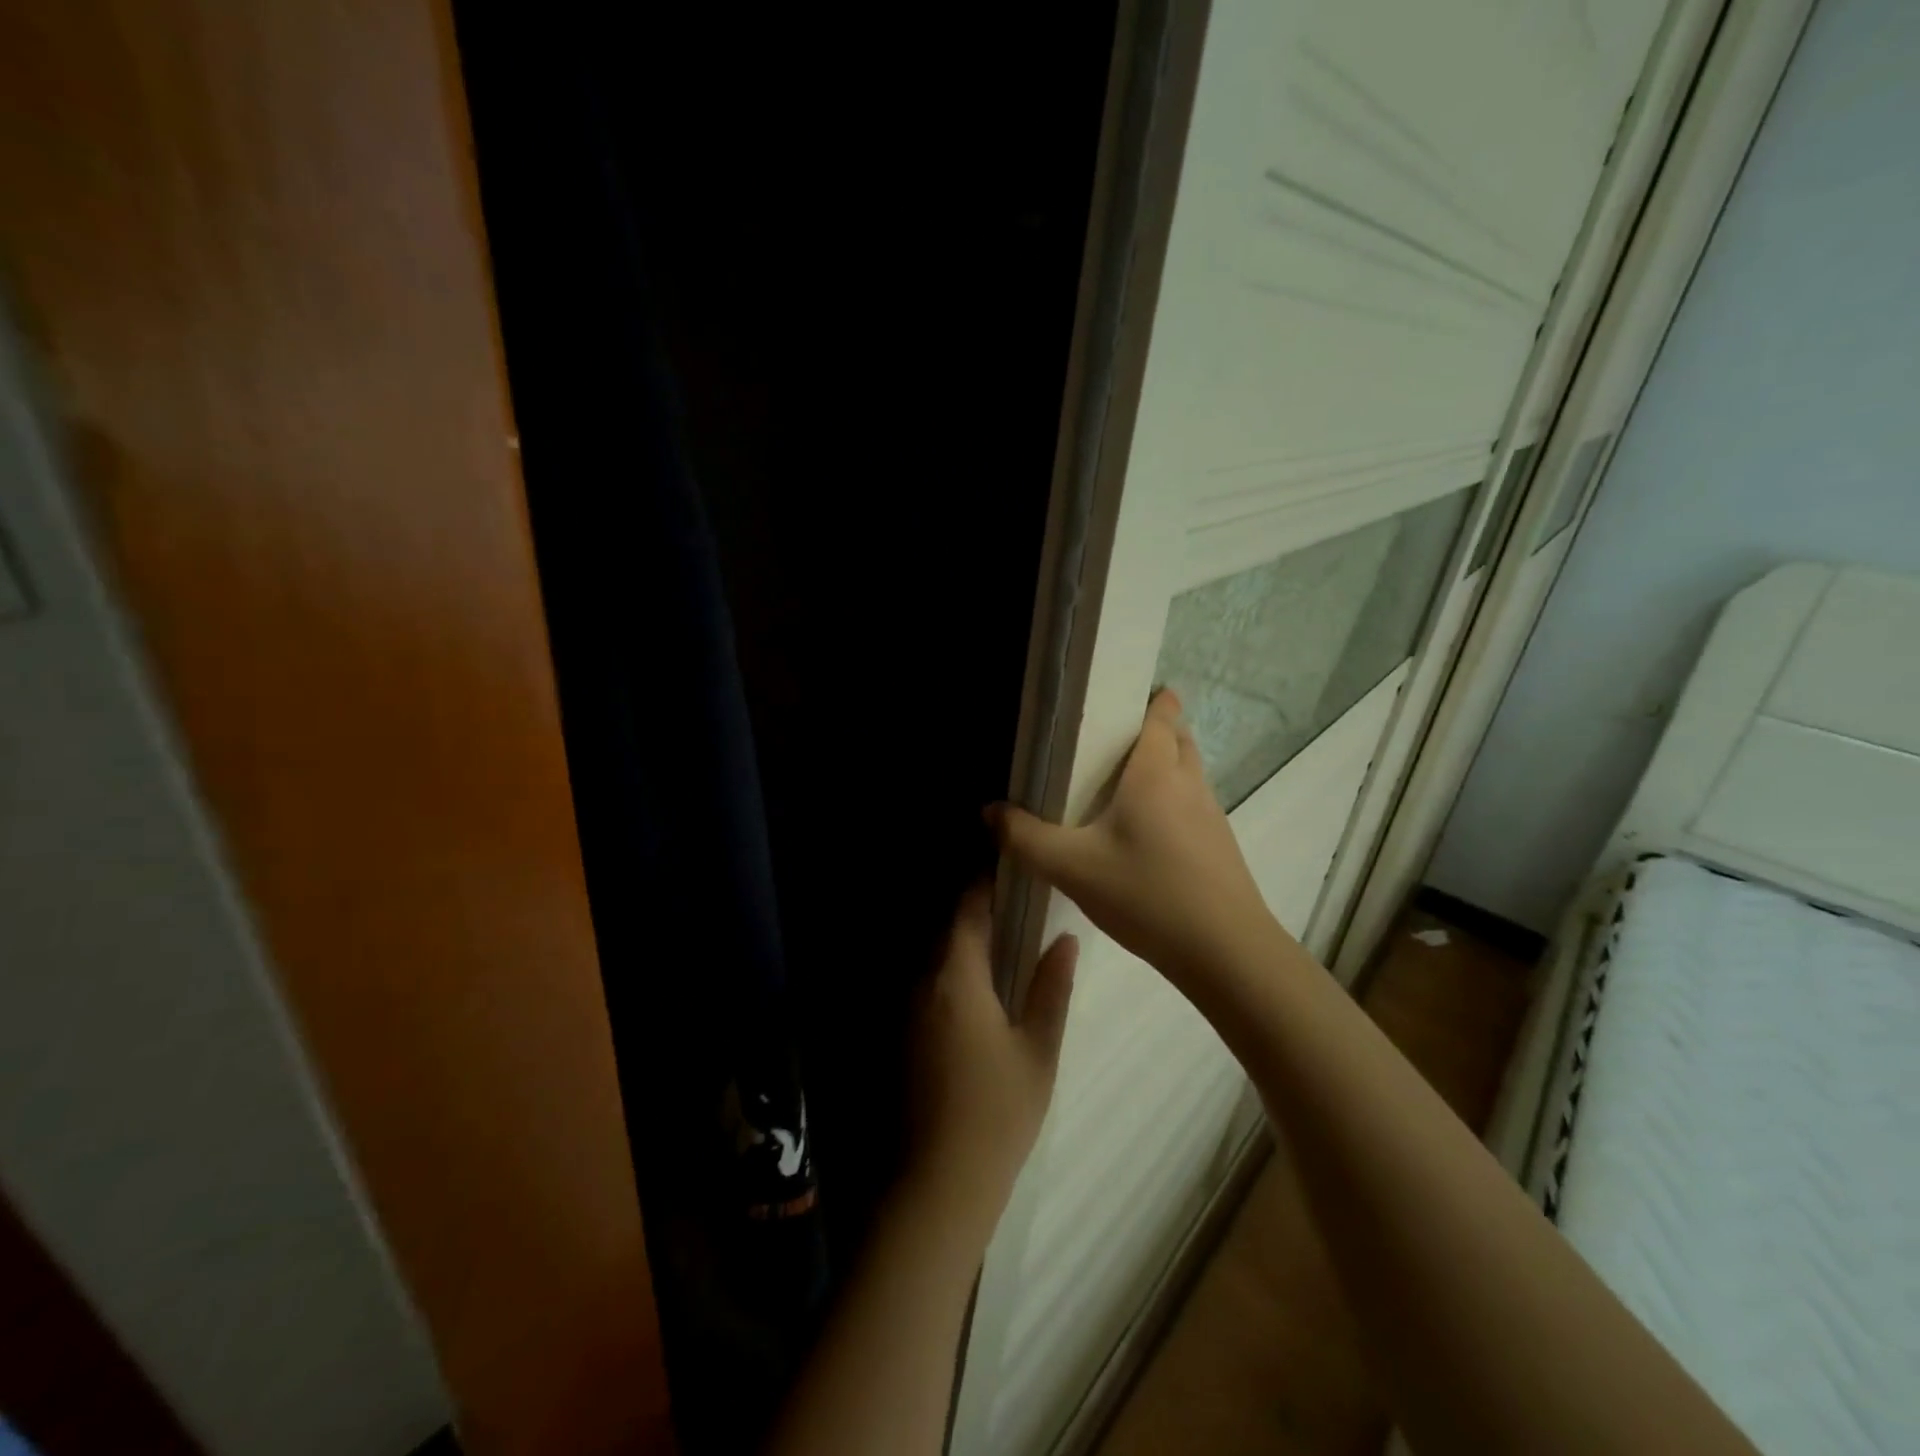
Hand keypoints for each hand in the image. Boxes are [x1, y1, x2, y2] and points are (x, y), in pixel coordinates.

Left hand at [903, 885, 1077, 1254]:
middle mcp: (924, 983)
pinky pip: (930, 984)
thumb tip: (1065, 938)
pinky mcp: (904, 1035)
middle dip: (977, 911)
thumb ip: (1051, 987)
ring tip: (1006, 938)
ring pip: (937, 957)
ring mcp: (908, 1010)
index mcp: (956, 978)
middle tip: (1018, 902)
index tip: (1009, 866)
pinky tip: (983, 988)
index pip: (967, 911)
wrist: (939, 1182)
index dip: (984, 884)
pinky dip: (954, 971)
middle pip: (948, 930)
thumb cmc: (998, 1112)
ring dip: (965, 942)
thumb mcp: (1038, 1049)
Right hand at [987, 689, 1278, 994]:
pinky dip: (1174, 802)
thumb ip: (1024, 838)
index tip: (1124, 697)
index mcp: (1156, 773)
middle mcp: (1189, 784)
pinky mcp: (1220, 847)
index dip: (1151, 699)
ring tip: (1125, 785)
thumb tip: (988, 811)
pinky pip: (1194, 805)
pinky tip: (1146, 834)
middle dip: (1157, 730)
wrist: (1225, 953)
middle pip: (1179, 739)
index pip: (1162, 716)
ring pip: (1190, 773)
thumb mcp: (1071, 867)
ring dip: (1166, 767)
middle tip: (1114, 742)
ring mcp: (1212, 816)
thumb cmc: (1146, 894)